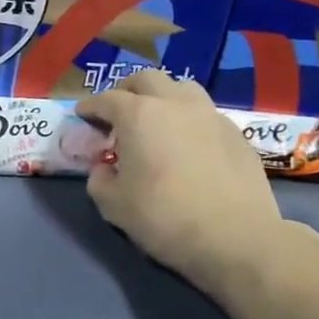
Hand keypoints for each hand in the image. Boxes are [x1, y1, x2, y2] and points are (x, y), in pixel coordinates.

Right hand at [76, 71, 286, 296]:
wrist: (235, 238)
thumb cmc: (164, 217)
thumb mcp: (112, 204)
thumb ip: (99, 179)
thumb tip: (104, 168)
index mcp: (138, 116)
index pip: (106, 99)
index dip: (90, 107)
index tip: (82, 116)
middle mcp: (174, 104)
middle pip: (146, 79)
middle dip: (127, 91)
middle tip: (118, 112)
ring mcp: (210, 116)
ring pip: (182, 88)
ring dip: (163, 97)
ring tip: (157, 121)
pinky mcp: (236, 134)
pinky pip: (206, 114)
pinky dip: (189, 120)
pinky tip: (188, 145)